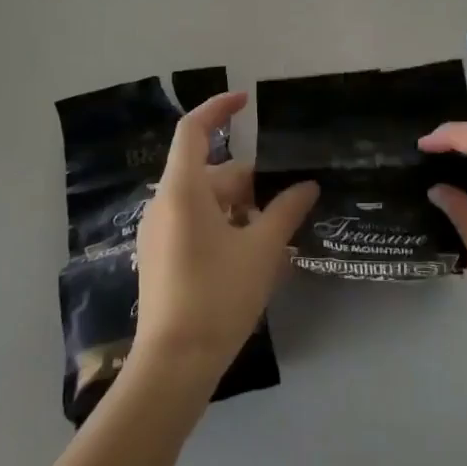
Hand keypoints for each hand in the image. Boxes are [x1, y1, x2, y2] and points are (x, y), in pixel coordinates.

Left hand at [130, 92, 318, 388]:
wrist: (174, 365)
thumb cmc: (218, 295)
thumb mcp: (262, 249)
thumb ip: (286, 210)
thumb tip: (307, 186)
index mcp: (183, 190)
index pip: (194, 130)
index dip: (218, 108)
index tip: (246, 100)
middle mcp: (164, 204)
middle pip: (210, 172)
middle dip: (250, 180)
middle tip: (289, 198)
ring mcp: (159, 232)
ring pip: (206, 201)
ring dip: (241, 207)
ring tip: (278, 231)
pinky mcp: (160, 257)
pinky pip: (196, 224)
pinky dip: (225, 226)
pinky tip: (253, 255)